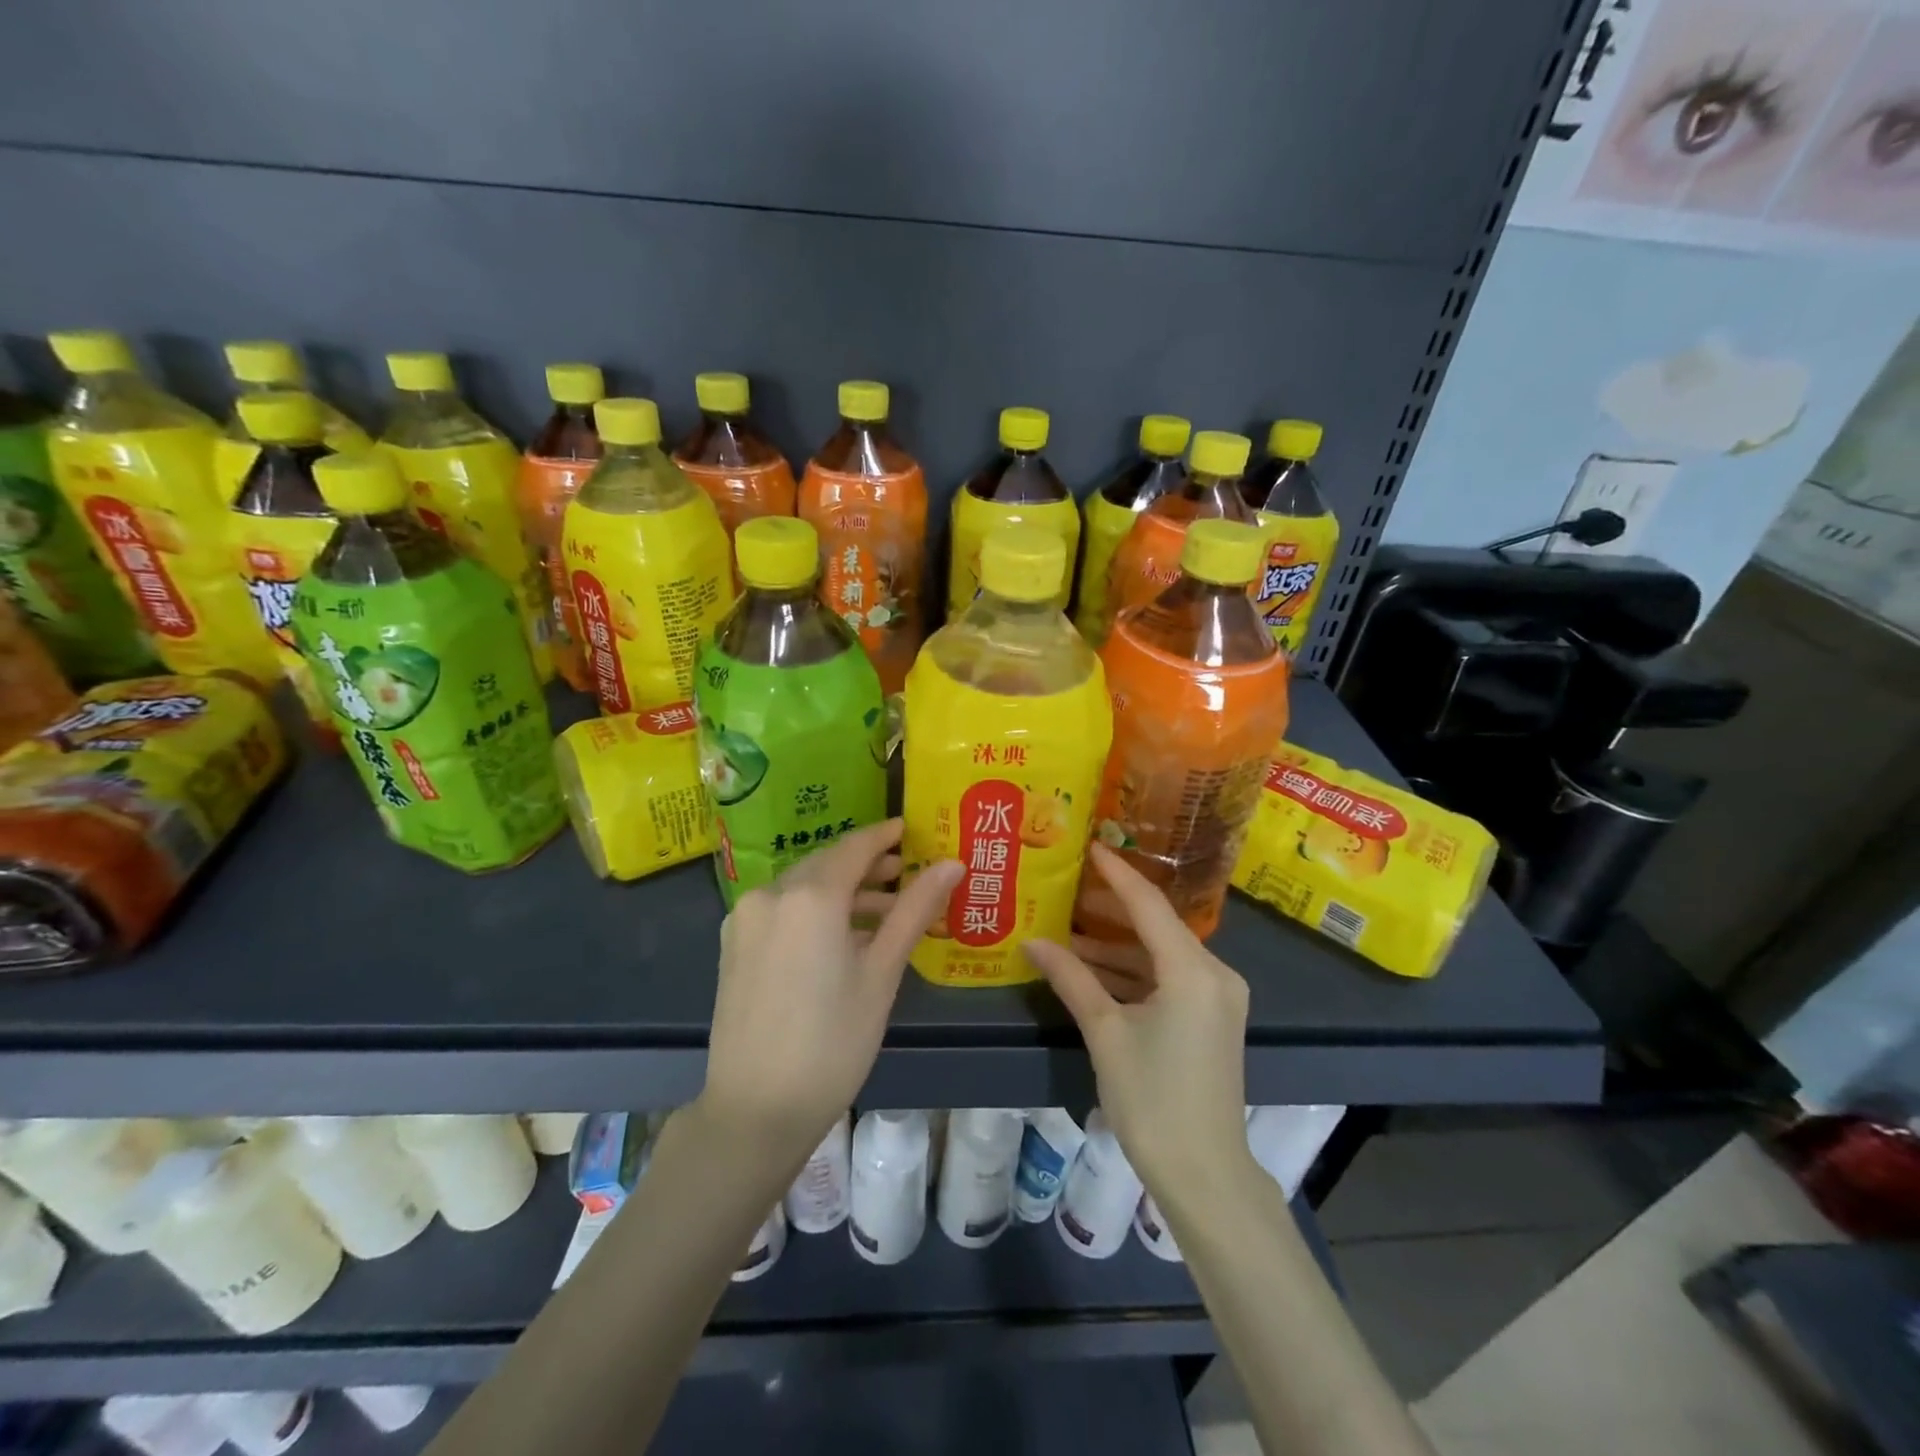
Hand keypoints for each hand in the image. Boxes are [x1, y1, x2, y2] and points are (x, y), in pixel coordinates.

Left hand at [700, 819, 961, 1163]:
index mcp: (809, 896)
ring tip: (885, 913)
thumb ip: (914, 910)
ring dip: (843, 892)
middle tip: (908, 874)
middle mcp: (770, 894)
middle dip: (868, 866)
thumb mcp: (882, 973)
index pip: (855, 847)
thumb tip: (952, 864)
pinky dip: (815, 911)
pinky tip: (843, 937)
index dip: (885, 836)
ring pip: (803, 887)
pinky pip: (782, 910)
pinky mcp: (733, 944)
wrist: (755, 1110)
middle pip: (827, 863)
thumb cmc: (833, 1041)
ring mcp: (745, 919)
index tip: (912, 830)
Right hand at [1026, 843, 1251, 1194]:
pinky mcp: (1210, 1017)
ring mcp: (1216, 997)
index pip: (1148, 905)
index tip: (1090, 845)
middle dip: (1111, 907)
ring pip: (1160, 954)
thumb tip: (1032, 941)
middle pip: (1157, 925)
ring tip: (1068, 929)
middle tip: (1067, 888)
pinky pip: (1168, 978)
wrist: (1204, 1174)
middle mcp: (1214, 973)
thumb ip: (1071, 979)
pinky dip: (1132, 972)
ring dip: (1116, 945)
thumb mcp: (1106, 1033)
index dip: (1117, 873)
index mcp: (1193, 971)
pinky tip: (1092, 968)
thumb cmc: (1152, 1100)